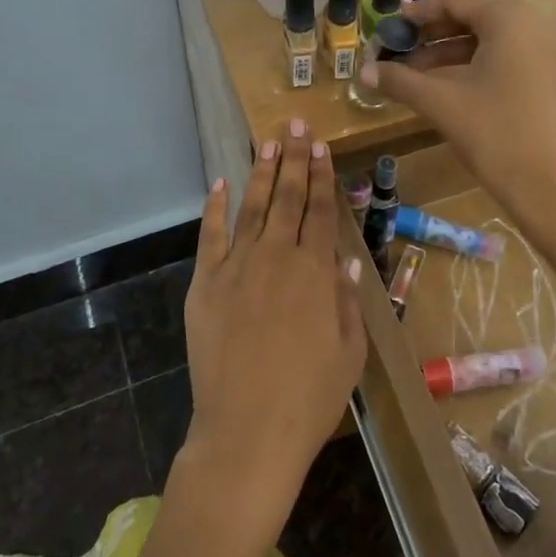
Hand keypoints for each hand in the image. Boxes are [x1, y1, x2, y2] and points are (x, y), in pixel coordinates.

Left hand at [177, 121, 365, 536]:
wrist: (248, 431)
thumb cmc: (310, 397)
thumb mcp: (350, 351)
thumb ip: (347, 298)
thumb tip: (345, 257)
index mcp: (315, 271)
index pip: (320, 210)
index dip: (322, 175)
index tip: (321, 145)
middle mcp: (277, 257)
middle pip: (288, 198)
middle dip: (294, 159)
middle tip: (295, 125)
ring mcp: (237, 267)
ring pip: (253, 207)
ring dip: (262, 173)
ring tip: (268, 143)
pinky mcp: (205, 284)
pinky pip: (211, 236)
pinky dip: (215, 208)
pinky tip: (219, 184)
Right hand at [358, 0, 555, 223]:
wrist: (545, 184)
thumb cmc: (492, 132)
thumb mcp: (440, 102)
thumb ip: (400, 80)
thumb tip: (363, 72)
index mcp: (510, 18)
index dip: (419, 12)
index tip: (391, 28)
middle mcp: (533, 23)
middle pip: (474, 15)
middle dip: (433, 32)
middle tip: (399, 48)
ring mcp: (546, 48)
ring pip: (489, 36)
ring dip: (450, 49)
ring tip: (413, 71)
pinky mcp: (549, 72)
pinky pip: (505, 53)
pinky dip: (474, 61)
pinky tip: (443, 83)